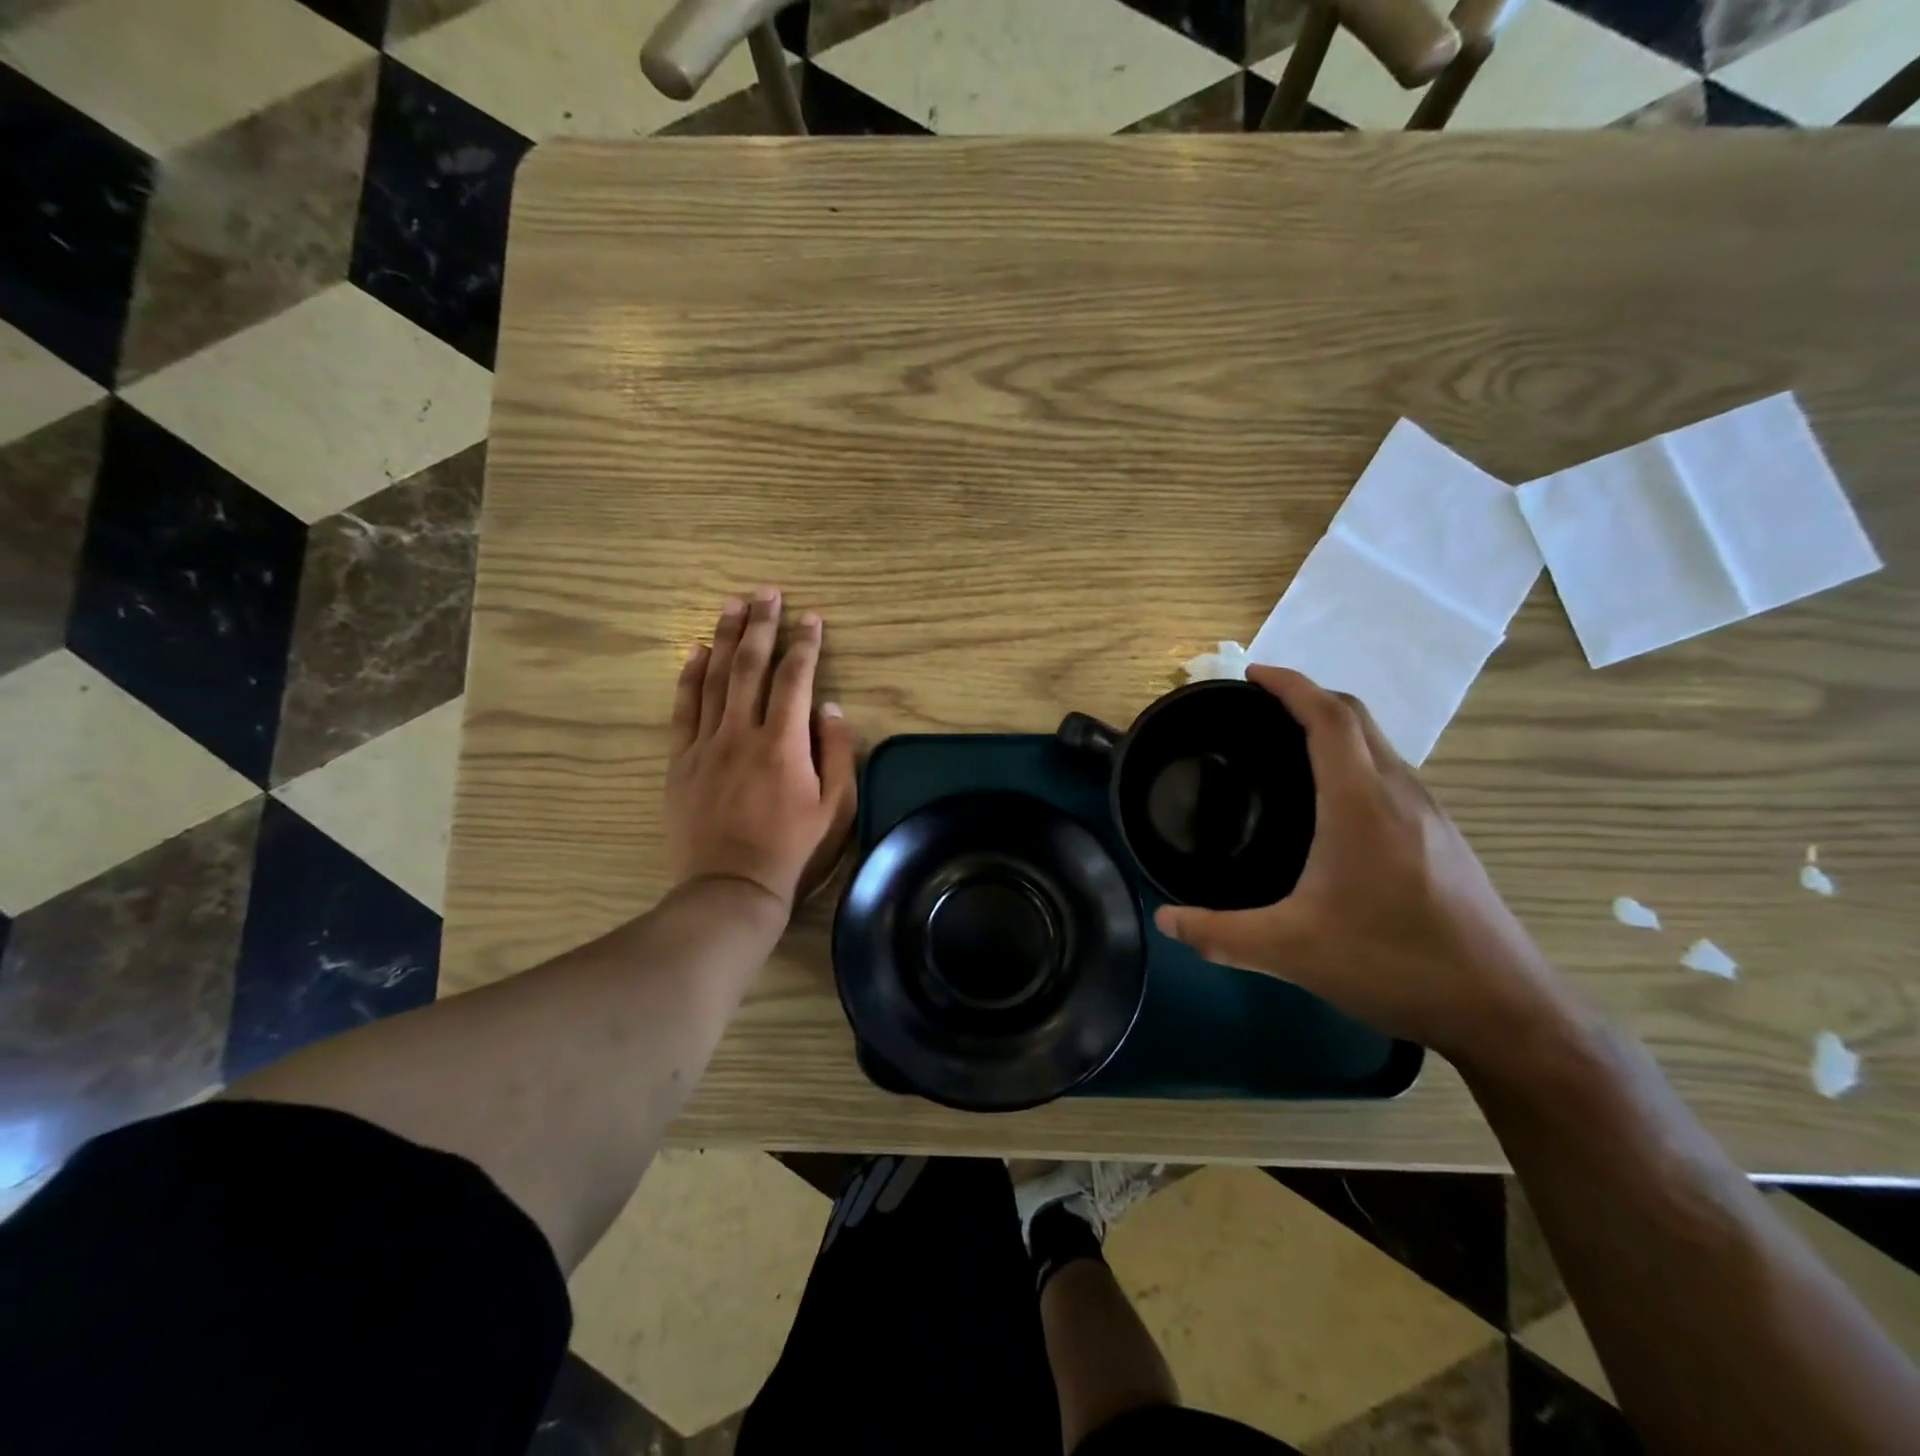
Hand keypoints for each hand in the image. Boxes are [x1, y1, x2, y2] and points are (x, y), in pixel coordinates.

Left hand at [665, 589, 857, 911]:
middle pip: (749, 666)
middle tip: (766, 593)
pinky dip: (688, 676)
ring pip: (714, 678)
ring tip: (731, 605)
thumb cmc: (793, 851)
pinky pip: (683, 709)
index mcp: (783, 743)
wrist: (731, 889)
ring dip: (723, 638)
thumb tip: (829, 707)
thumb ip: (837, 753)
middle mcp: (741, 733)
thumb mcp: (836, 809)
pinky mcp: (681, 761)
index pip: (794, 679)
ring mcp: (705, 745)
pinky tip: (695, 652)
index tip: (811, 618)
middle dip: (760, 625)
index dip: (804, 645)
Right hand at [1154, 666, 1574, 1065]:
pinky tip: (1333, 802)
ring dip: (1335, 727)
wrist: (1503, 1010)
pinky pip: (1391, 772)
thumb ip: (1220, 934)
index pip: (1328, 716)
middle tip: (1260, 707)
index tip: (1253, 673)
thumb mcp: (1291, 952)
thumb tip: (1164, 920)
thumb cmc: (1393, 963)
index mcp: (1361, 803)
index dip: (1291, 685)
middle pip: (1357, 717)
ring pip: (1379, 744)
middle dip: (1309, 697)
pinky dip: (1355, 759)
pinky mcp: (1444, 838)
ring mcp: (1430, 814)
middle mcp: (1400, 793)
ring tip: (1289, 745)